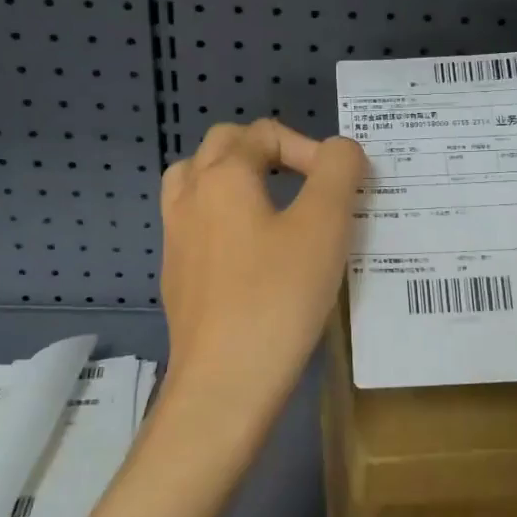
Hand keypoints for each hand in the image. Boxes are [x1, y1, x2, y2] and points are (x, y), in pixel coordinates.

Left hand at [158, 120, 365, 455]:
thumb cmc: (278, 297)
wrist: (225, 383)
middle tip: (307, 184)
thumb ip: (338, 171)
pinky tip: (252, 253)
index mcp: (222, 176)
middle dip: (269, 153)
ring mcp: (176, 237)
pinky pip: (196, 222)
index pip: (265, 133)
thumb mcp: (324, 225)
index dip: (310, 149)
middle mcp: (189, 197)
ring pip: (199, 181)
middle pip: (224, 146)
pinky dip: (223, 216)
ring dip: (236, 179)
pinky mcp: (177, 275)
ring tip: (272, 204)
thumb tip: (340, 150)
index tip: (339, 189)